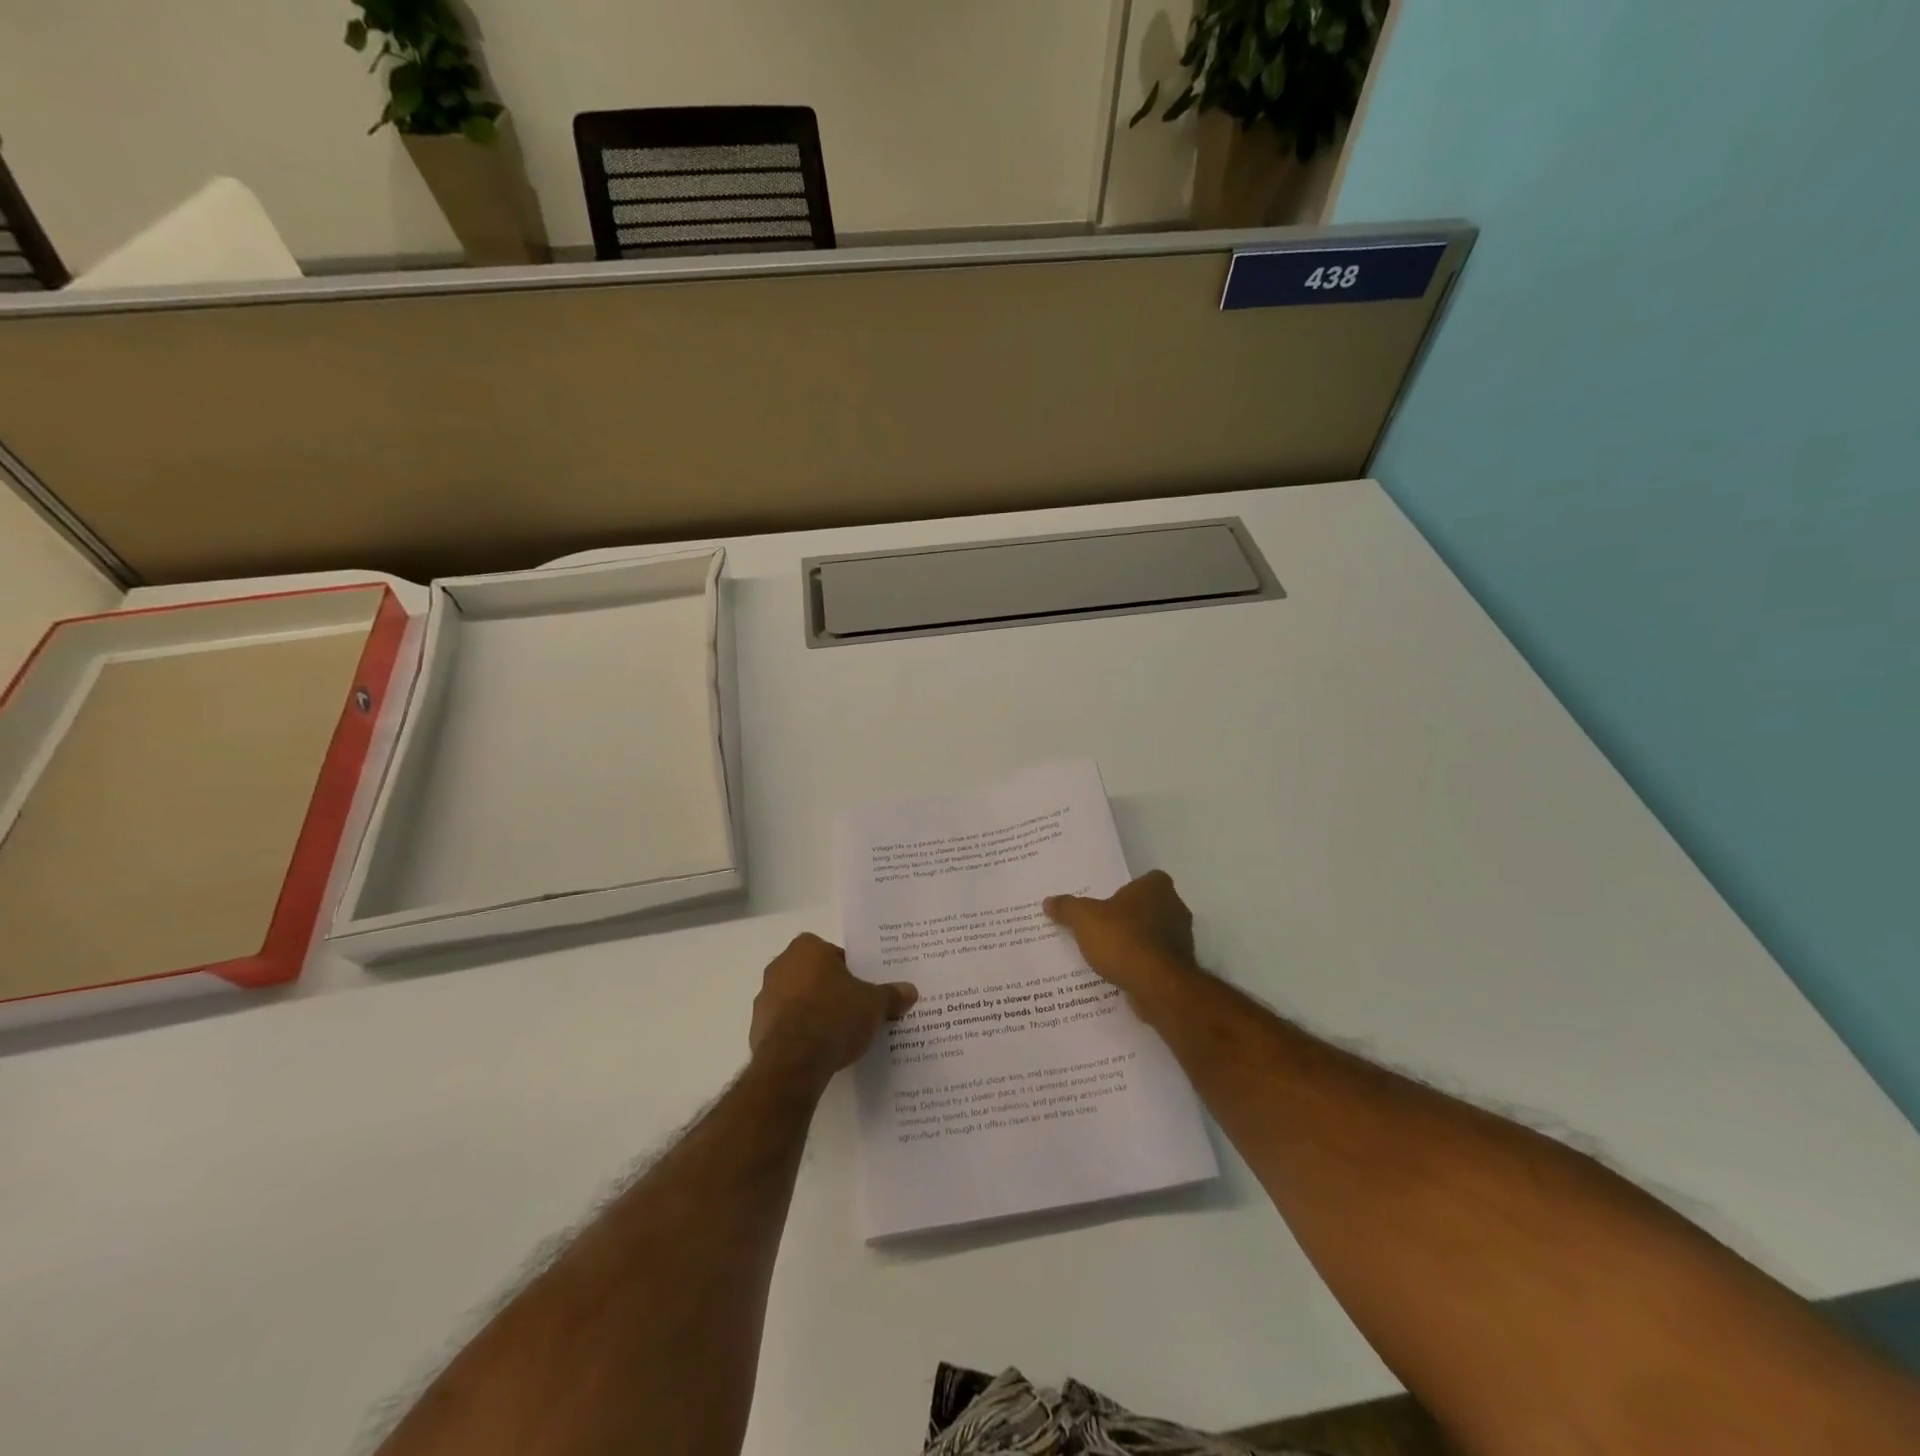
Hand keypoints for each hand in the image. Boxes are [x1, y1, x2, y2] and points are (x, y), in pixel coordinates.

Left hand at [749, 933, 916, 1085]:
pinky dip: (798, 1035)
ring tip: (837, 1036)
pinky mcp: (756, 1030)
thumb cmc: (835, 1016)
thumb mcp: (874, 1004)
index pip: (833, 954)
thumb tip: (910, 991)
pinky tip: (817, 1052)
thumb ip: (891, 995)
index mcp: (807, 948)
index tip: (862, 991)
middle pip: (813, 975)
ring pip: (796, 1000)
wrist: (794, 1061)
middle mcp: (780, 966)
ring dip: (812, 1012)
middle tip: (853, 1011)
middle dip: (830, 991)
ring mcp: (764, 998)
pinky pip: (784, 1026)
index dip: (850, 972)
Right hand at [1045, 870, 1201, 1006]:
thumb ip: (1067, 908)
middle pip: (1149, 907)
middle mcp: (1176, 908)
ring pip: (1154, 935)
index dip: (1128, 889)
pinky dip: (1141, 964)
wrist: (1157, 987)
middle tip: (1102, 925)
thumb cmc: (1123, 940)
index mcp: (1157, 887)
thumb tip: (1049, 901)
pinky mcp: (1180, 967)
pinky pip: (1155, 960)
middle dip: (1130, 916)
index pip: (1145, 880)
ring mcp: (1182, 939)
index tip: (1108, 901)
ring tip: (1107, 952)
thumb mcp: (1084, 919)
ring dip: (1136, 942)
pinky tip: (1120, 972)